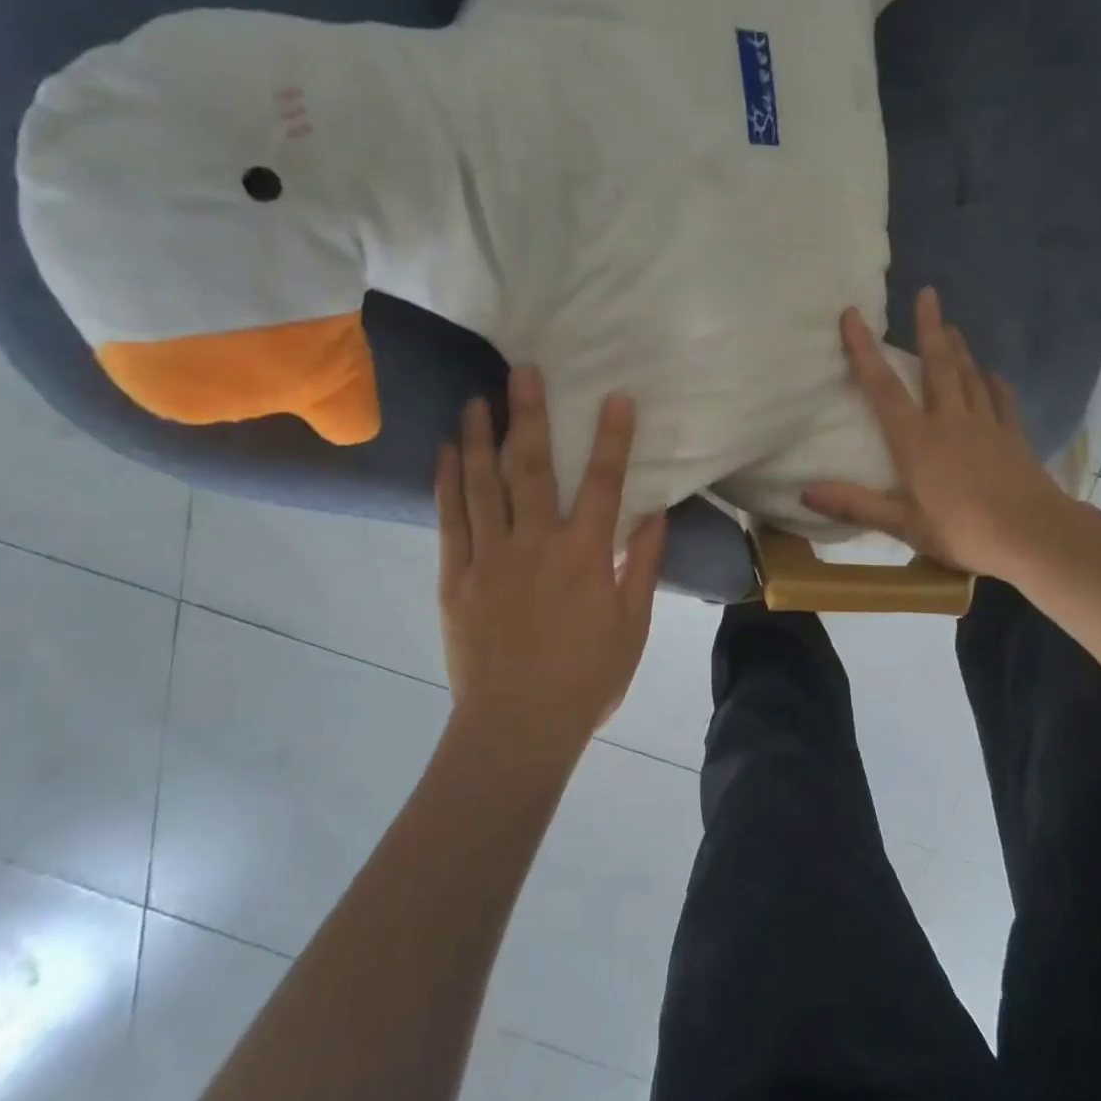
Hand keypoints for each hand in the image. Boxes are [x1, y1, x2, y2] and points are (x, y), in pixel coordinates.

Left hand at [436, 367, 666, 755]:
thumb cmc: (585, 680)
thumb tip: (655, 514)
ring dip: (480, 439)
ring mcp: (489, 559)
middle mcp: (535, 545)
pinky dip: (447, 483)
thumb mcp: (632, 627)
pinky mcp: (455, 578)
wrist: (517, 728)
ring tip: (478, 400)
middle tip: (523, 372)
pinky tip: (445, 454)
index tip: (615, 398)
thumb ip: (643, 567)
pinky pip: (449, 521)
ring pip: (483, 486)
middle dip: (530, 417)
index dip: (611, 439)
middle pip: (532, 470)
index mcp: (584, 557)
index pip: (603, 484)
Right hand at [803, 287, 1065, 579]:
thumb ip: (855, 505)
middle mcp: (949, 421)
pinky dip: (995, 384)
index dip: (864, 350)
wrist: (1032, 536)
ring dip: (958, 349)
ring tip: (951, 325)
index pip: (883, 387)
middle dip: (928, 327)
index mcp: (916, 440)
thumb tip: (805, 492)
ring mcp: (986, 425)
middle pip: (937, 365)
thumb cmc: (962, 531)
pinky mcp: (1013, 436)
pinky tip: (993, 374)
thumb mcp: (903, 525)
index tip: (853, 315)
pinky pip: (1002, 401)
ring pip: (969, 376)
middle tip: (927, 293)